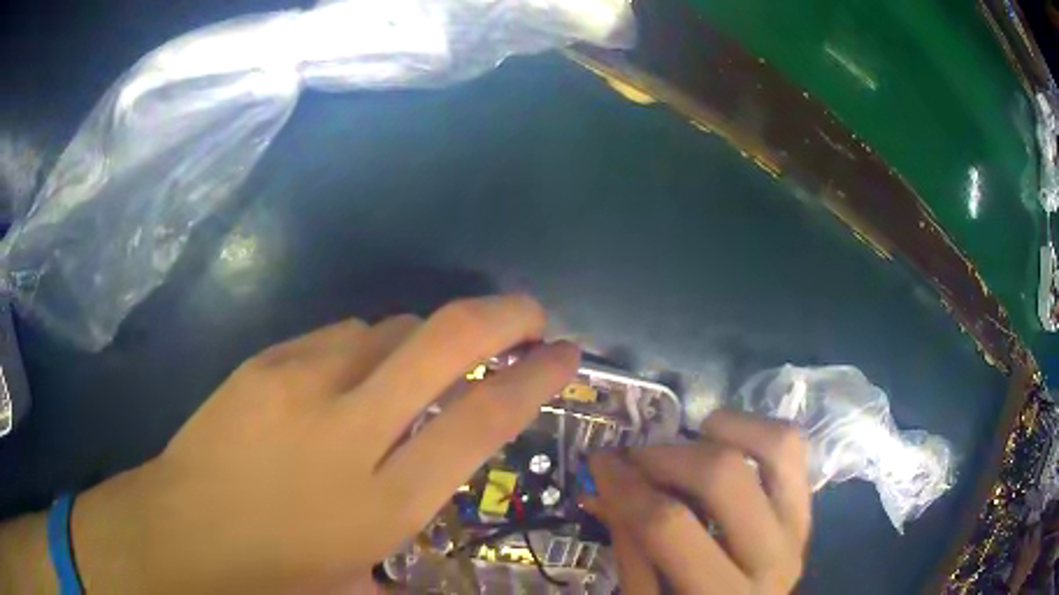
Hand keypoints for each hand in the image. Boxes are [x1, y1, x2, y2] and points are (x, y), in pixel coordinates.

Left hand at [70, 295, 579, 592]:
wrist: (180, 531)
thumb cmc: (272, 574)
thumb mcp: (356, 579)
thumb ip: (404, 537)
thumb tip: (429, 490)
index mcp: (384, 501)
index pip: (481, 420)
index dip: (534, 379)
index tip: (566, 353)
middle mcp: (349, 429)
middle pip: (444, 343)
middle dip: (501, 316)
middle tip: (529, 312)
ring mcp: (301, 382)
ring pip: (389, 327)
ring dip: (422, 339)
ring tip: (421, 365)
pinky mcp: (266, 360)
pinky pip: (340, 333)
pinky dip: (366, 345)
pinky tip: (351, 374)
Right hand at [586, 411, 810, 593]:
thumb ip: (629, 549)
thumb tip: (604, 486)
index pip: (669, 526)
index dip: (626, 487)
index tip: (599, 462)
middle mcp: (772, 557)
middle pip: (724, 477)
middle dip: (667, 456)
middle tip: (635, 460)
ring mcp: (799, 525)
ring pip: (775, 447)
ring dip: (720, 432)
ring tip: (684, 447)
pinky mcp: (807, 504)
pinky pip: (792, 447)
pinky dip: (753, 428)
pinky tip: (720, 442)